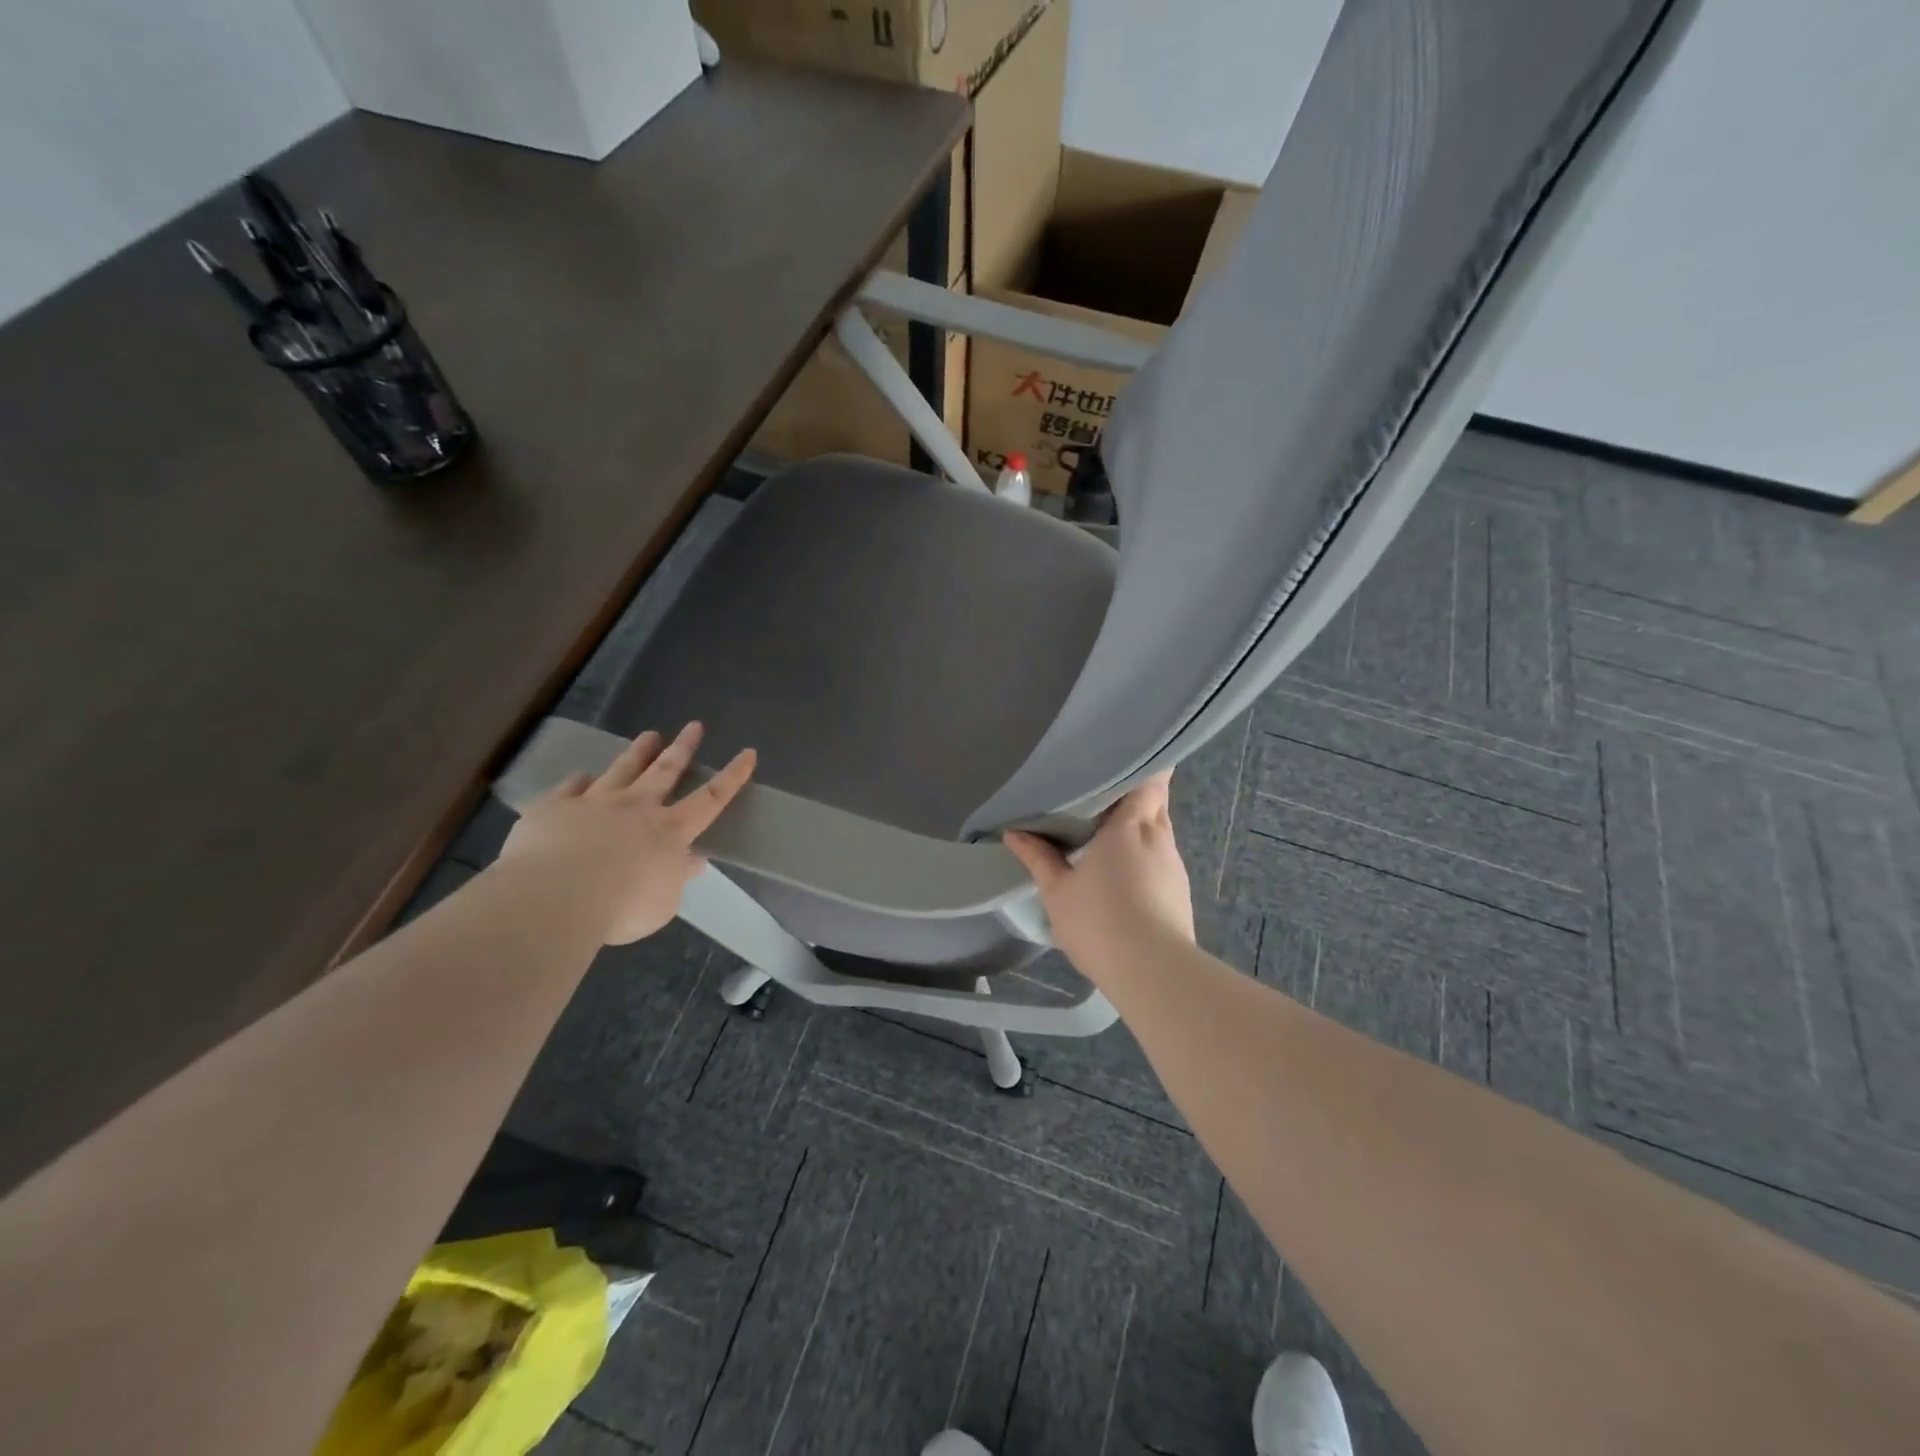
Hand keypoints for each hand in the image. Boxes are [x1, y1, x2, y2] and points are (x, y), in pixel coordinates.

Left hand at [497, 722, 755, 944]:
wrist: (554, 897)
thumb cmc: (620, 907)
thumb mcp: (662, 904)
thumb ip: (676, 878)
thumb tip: (692, 862)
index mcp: (670, 831)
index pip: (711, 798)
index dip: (732, 776)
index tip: (748, 753)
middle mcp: (636, 807)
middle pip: (665, 770)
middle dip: (683, 748)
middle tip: (693, 726)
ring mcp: (594, 802)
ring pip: (621, 769)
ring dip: (638, 752)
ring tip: (649, 735)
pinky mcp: (555, 807)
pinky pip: (570, 788)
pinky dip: (578, 781)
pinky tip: (580, 776)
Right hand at [1003, 772, 1194, 971]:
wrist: (1153, 972)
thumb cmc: (1099, 921)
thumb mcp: (1057, 891)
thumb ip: (1038, 857)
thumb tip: (1013, 833)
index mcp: (1130, 826)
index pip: (1150, 779)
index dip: (1142, 767)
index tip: (1121, 762)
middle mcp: (1159, 837)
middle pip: (1156, 801)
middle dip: (1136, 795)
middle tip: (1104, 796)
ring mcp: (1174, 865)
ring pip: (1160, 831)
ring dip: (1140, 827)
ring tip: (1110, 834)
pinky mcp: (1180, 891)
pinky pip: (1163, 857)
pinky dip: (1147, 854)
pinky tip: (1126, 872)